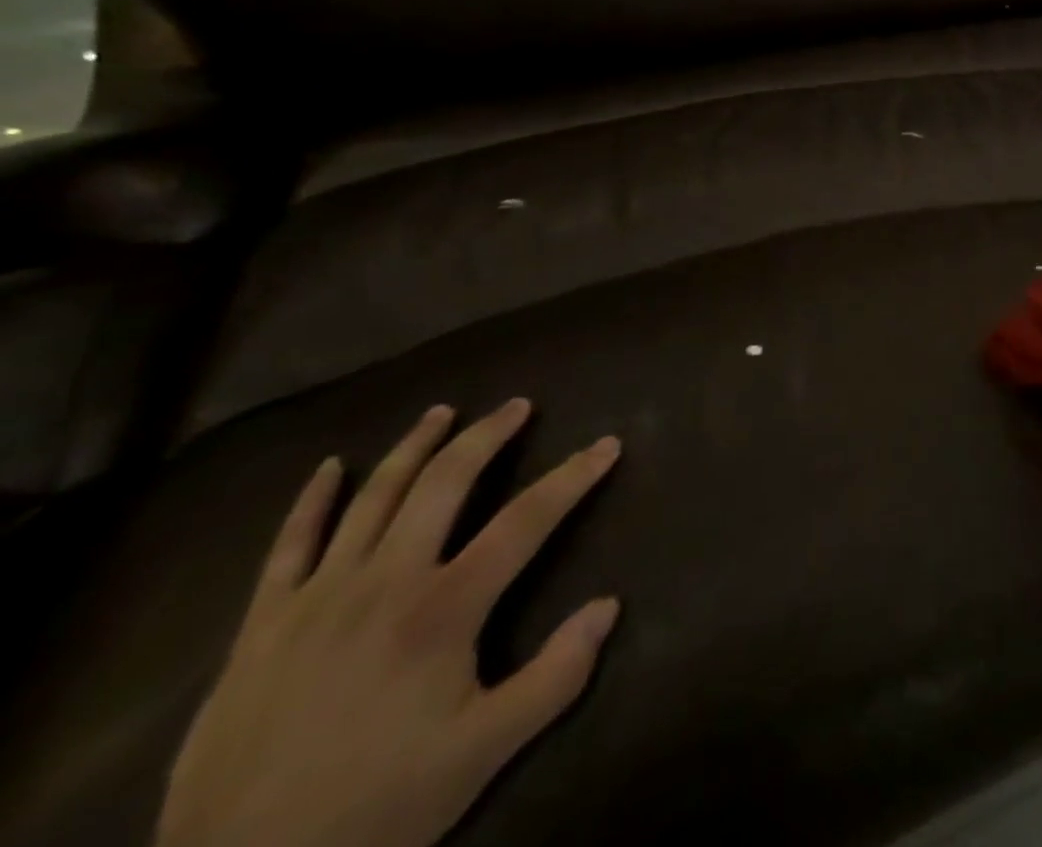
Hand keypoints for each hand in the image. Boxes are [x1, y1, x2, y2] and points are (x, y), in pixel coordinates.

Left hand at [156, 400, 621, 846]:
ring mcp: (317, 596)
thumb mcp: (484, 754)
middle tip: (518, 405)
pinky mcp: (262, 624)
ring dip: (414, 446)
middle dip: (488, 435)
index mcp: (443, 609)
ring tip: (444, 411)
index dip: (574, 477)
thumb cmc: (376, 810)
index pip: (527, 520)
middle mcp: (385, 581)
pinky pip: (287, 546)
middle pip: (446, 483)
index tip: (607, 444)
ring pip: (374, 496)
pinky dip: (311, 500)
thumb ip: (556, 676)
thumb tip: (610, 606)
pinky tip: (329, 467)